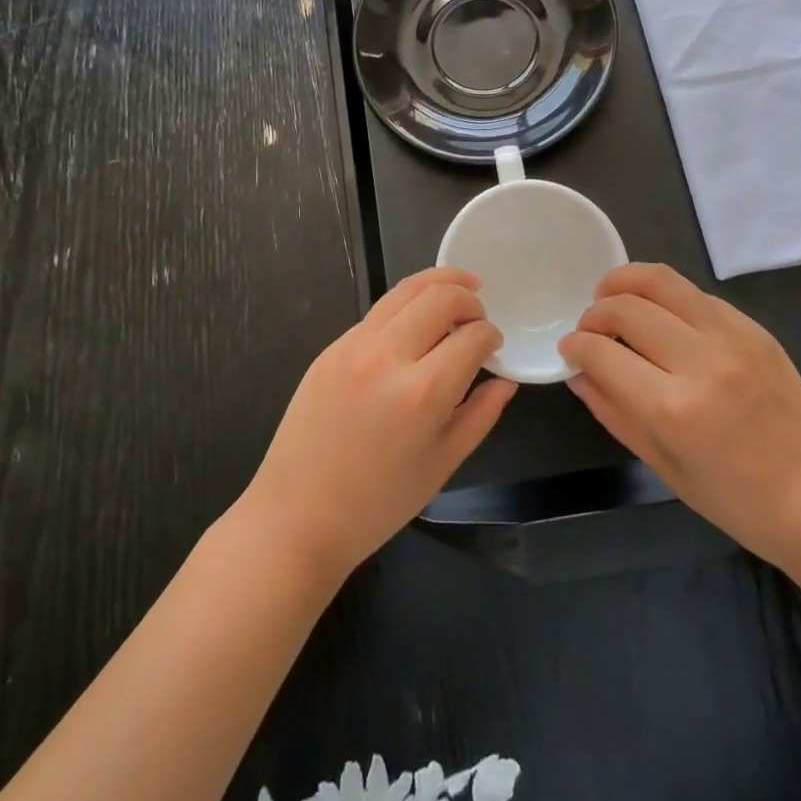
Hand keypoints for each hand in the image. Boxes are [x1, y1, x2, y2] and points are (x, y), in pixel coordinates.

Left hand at [240, 268, 516, 582]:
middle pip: (440, 296)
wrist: (296, 516)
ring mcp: (354, 346)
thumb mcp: (442, 465)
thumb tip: (504, 380)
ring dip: (439, 283)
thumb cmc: (377, 504)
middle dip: (470, 297)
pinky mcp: (332, 346)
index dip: (491, 336)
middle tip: (479, 314)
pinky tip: (416, 320)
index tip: (494, 345)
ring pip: (406, 290)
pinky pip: (378, 311)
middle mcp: (388, 356)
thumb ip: (480, 415)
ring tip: (460, 287)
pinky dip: (406, 305)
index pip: (472, 337)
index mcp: (422, 392)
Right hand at [560, 263, 800, 573]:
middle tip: (589, 327)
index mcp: (674, 409)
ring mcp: (733, 338)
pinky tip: (659, 315)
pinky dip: (665, 296)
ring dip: (625, 282)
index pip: (603, 352)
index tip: (569, 348)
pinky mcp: (754, 328)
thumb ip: (613, 411)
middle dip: (595, 312)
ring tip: (611, 296)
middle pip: (627, 307)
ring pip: (661, 281)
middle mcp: (702, 362)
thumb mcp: (662, 466)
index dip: (576, 345)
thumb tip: (578, 371)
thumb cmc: (735, 500)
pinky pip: (696, 294)